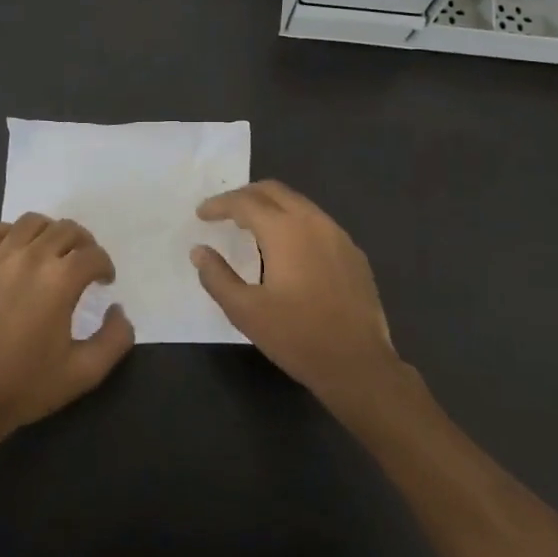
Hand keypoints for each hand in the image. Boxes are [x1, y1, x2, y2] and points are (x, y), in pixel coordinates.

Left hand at [0, 214, 134, 439]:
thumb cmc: (26, 386)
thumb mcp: (85, 372)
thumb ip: (115, 338)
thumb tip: (118, 309)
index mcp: (60, 280)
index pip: (93, 255)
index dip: (105, 266)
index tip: (103, 281)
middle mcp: (30, 258)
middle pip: (65, 230)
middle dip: (83, 244)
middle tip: (83, 265)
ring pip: (31, 222)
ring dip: (49, 232)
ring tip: (50, 253)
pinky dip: (8, 232)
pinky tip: (13, 251)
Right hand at [192, 180, 400, 406]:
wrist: (358, 365)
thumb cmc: (297, 337)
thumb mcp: (245, 311)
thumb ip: (217, 277)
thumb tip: (199, 251)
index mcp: (285, 231)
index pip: (245, 202)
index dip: (219, 204)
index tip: (201, 215)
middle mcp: (314, 222)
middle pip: (274, 191)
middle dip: (245, 196)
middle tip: (223, 212)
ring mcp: (339, 236)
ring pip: (299, 204)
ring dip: (271, 207)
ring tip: (250, 227)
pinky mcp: (353, 254)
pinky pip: (318, 223)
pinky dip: (294, 223)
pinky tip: (287, 249)